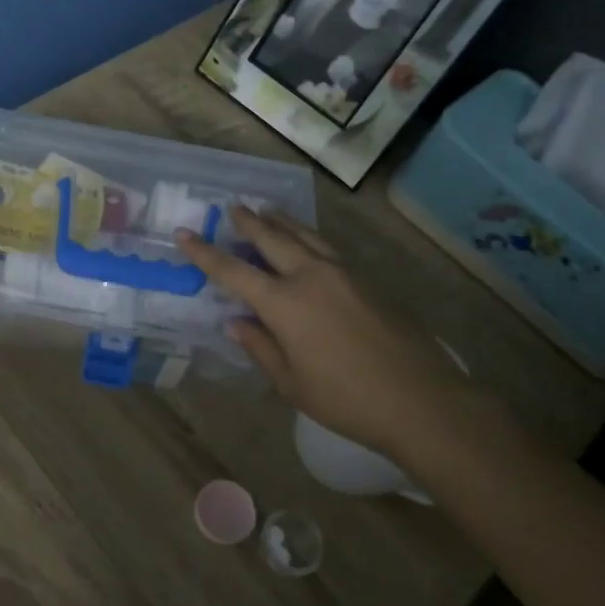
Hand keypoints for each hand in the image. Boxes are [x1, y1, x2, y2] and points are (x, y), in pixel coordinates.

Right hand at [176, 208, 469, 454]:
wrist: (421, 399)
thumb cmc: (346, 399)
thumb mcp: (291, 383)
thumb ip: (260, 347)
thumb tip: (236, 322)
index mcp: (284, 304)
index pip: (233, 271)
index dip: (205, 253)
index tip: (184, 233)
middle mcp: (310, 276)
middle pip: (272, 238)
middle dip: (248, 221)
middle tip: (232, 206)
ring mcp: (343, 273)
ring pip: (304, 235)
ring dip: (280, 220)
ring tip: (266, 209)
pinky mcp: (367, 279)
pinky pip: (327, 246)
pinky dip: (307, 236)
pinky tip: (307, 240)